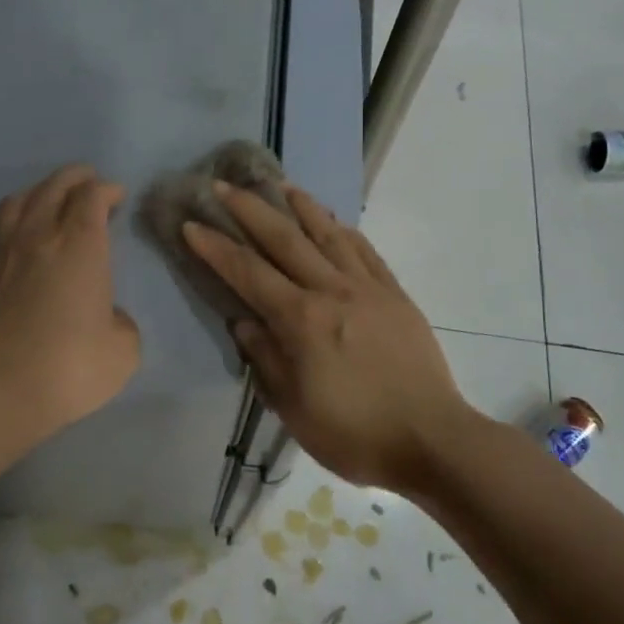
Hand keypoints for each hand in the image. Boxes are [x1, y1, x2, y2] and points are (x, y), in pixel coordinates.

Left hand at [0, 165, 140, 435]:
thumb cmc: (70, 366)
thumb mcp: (122, 350)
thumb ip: (120, 322)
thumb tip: (106, 315)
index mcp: (80, 245)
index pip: (92, 197)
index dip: (107, 189)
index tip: (117, 195)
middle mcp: (38, 236)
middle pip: (54, 187)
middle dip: (75, 177)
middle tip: (88, 179)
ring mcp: (0, 253)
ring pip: (17, 202)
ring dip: (38, 192)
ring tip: (48, 199)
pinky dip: (11, 228)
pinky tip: (14, 244)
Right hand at [183, 183, 471, 490]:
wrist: (431, 439)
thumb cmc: (354, 433)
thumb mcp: (294, 407)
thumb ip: (266, 358)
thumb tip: (244, 321)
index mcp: (302, 320)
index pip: (248, 273)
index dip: (215, 248)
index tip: (191, 224)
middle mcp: (332, 290)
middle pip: (285, 239)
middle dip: (250, 209)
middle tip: (224, 185)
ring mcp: (368, 288)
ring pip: (328, 234)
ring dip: (301, 206)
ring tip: (280, 184)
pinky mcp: (395, 294)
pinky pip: (365, 251)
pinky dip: (344, 230)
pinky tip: (334, 220)